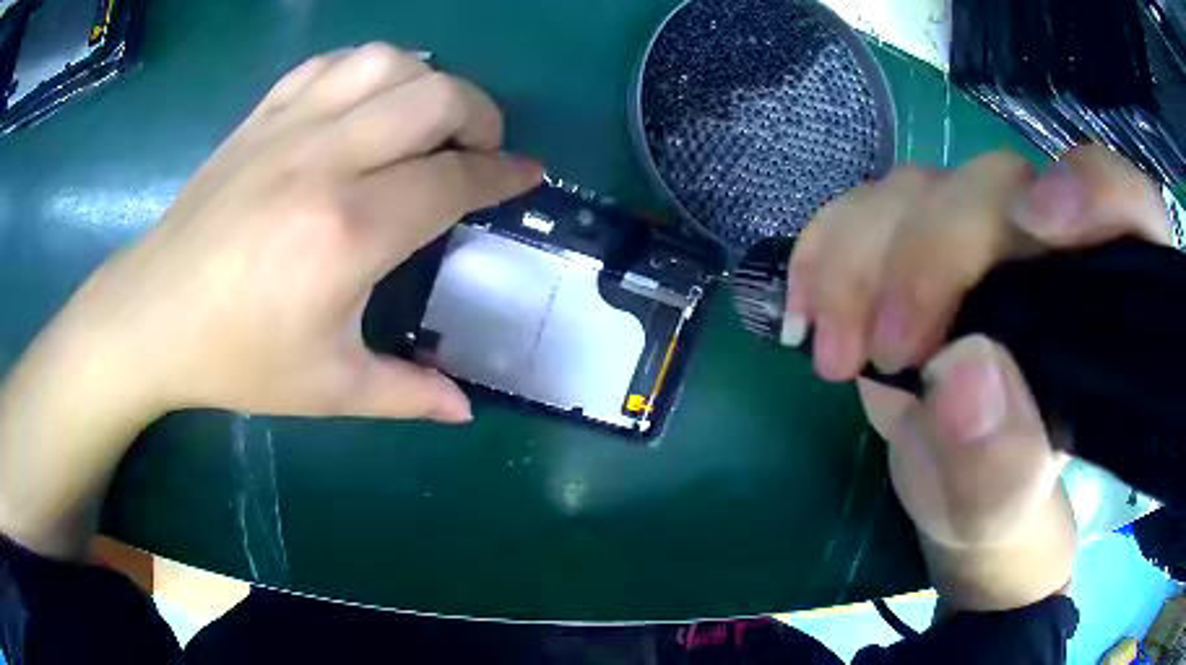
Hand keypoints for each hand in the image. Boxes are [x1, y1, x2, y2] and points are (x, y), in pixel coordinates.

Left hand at [0, 44, 540, 556]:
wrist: (151, 317)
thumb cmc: (235, 359)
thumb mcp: (328, 390)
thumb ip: (407, 393)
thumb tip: (465, 407)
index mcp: (347, 231)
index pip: (453, 178)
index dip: (503, 174)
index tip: (529, 175)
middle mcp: (325, 159)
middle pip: (435, 97)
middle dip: (481, 114)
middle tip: (483, 149)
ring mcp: (289, 127)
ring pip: (387, 63)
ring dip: (427, 82)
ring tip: (429, 119)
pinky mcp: (261, 117)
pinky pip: (331, 65)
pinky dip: (368, 70)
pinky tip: (369, 102)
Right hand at [788, 146, 1170, 608]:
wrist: (949, 488)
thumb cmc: (998, 500)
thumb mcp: (1002, 505)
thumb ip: (1001, 459)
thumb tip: (964, 371)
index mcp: (1104, 300)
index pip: (1129, 206)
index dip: (1095, 190)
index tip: (1038, 222)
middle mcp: (1046, 242)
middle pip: (997, 187)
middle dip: (932, 257)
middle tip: (887, 352)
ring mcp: (975, 231)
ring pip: (918, 189)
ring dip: (861, 261)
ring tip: (835, 355)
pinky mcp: (915, 238)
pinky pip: (862, 208)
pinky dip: (825, 250)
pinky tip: (808, 311)